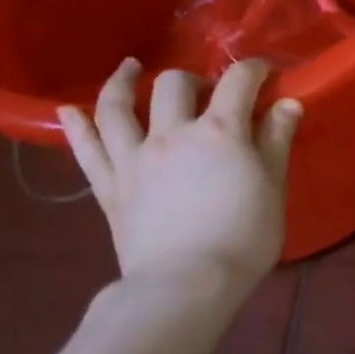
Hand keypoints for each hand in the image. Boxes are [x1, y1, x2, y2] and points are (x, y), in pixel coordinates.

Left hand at [59, 57, 302, 288]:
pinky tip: (68, 109)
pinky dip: (76, 126)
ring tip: (130, 69)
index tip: (265, 74)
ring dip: (123, 82)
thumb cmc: (243, 236)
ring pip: (118, 108)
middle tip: (208, 93)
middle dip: (195, 79)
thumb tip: (286, 103)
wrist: (186, 285)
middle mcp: (173, 134)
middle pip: (175, 85)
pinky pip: (87, 150)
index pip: (238, 81)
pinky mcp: (110, 187)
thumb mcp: (273, 186)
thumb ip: (276, 140)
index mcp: (220, 131)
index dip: (254, 69)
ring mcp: (134, 158)